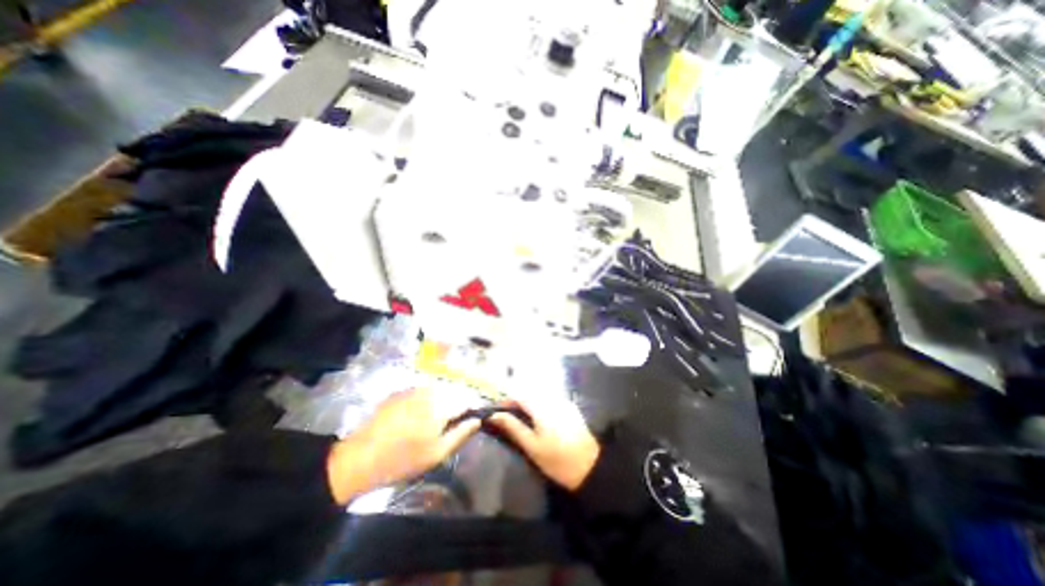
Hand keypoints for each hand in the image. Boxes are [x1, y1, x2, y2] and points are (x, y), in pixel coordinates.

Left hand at [326, 389, 481, 503]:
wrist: (360, 458)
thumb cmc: (403, 460)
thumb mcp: (437, 454)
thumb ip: (461, 434)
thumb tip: (478, 420)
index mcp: (442, 405)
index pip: (466, 401)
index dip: (469, 411)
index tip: (466, 423)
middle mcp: (430, 391)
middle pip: (451, 394)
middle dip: (453, 408)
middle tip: (443, 428)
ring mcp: (413, 389)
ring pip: (436, 392)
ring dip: (438, 404)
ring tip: (427, 425)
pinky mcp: (400, 392)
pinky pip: (420, 393)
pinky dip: (423, 402)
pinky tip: (412, 419)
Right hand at [486, 395, 599, 489]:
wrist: (590, 467)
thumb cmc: (557, 460)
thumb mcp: (531, 446)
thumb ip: (513, 427)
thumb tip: (494, 415)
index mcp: (541, 406)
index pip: (518, 395)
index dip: (506, 401)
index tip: (497, 413)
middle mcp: (552, 398)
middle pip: (529, 393)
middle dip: (517, 402)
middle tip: (508, 418)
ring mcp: (563, 401)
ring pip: (540, 396)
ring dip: (528, 403)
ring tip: (522, 419)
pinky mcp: (570, 407)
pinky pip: (550, 400)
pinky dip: (540, 405)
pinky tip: (539, 419)